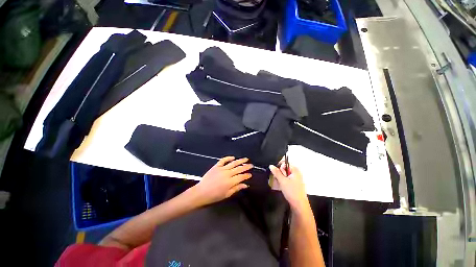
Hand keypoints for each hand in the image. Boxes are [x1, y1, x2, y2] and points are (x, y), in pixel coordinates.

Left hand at [191, 156, 252, 206]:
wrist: (201, 192)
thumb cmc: (214, 196)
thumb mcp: (227, 194)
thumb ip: (236, 188)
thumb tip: (245, 185)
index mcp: (230, 182)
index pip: (241, 177)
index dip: (246, 175)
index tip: (250, 174)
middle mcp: (227, 174)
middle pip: (239, 169)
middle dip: (246, 166)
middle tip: (251, 165)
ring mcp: (221, 169)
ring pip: (233, 163)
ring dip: (240, 160)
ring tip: (245, 159)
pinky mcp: (216, 166)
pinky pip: (223, 160)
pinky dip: (228, 158)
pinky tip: (233, 157)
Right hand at [269, 163, 308, 210]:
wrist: (299, 205)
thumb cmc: (292, 191)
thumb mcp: (282, 180)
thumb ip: (276, 172)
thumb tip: (271, 166)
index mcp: (295, 170)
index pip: (285, 163)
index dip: (279, 166)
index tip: (276, 172)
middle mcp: (296, 173)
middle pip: (284, 169)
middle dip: (279, 173)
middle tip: (278, 179)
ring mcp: (296, 178)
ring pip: (284, 174)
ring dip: (280, 178)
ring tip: (279, 184)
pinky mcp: (294, 184)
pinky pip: (286, 179)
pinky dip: (283, 181)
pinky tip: (281, 186)